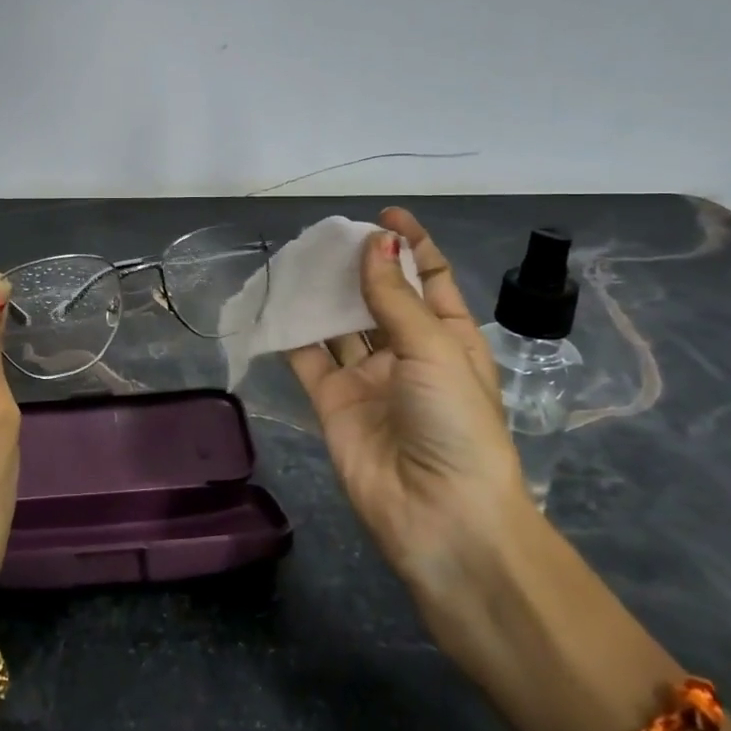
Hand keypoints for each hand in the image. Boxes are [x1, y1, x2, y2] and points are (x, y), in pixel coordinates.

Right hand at [288, 208, 535, 622]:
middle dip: (359, 265)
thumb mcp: (435, 350)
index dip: (410, 244)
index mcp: (448, 338)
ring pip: (341, 324)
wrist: (439, 516)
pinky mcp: (332, 402)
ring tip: (299, 259)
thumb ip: (395, 297)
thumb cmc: (455, 424)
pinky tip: (275, 303)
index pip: (429, 278)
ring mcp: (367, 378)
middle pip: (379, 297)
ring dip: (323, 294)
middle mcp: (407, 354)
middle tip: (328, 237)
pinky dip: (292, 332)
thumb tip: (375, 243)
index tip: (382, 215)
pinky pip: (309, 358)